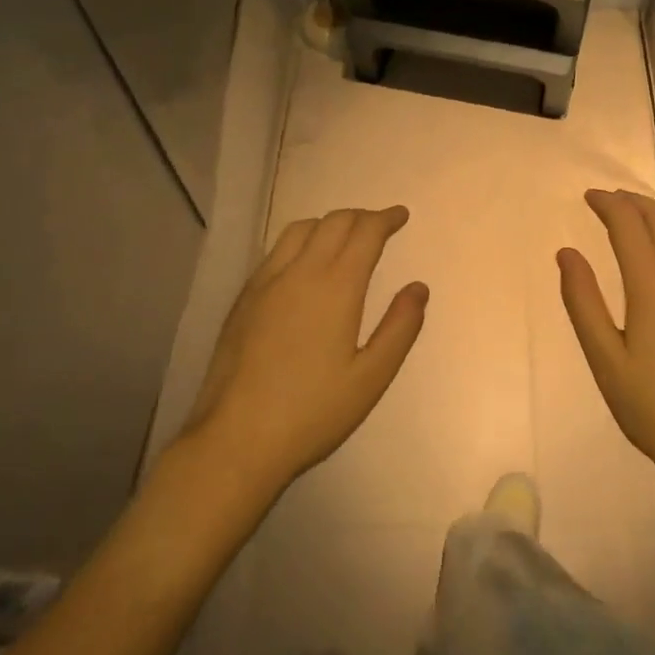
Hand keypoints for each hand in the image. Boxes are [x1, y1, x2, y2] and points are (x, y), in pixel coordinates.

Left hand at [183, 206, 427, 497]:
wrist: (236, 439)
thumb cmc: (313, 412)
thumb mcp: (371, 377)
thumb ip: (400, 327)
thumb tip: (418, 287)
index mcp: (336, 287)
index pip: (365, 232)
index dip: (386, 218)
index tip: (401, 216)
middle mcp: (300, 272)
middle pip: (333, 222)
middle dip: (361, 216)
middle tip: (379, 225)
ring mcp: (266, 282)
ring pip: (300, 229)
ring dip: (328, 223)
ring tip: (343, 237)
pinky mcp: (244, 298)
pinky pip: (276, 250)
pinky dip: (300, 241)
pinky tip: (303, 264)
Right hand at [557, 190, 654, 492]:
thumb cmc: (654, 407)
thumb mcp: (605, 359)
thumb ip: (583, 301)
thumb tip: (566, 253)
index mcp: (653, 284)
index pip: (628, 224)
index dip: (608, 204)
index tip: (590, 196)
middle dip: (634, 202)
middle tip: (612, 200)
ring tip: (644, 214)